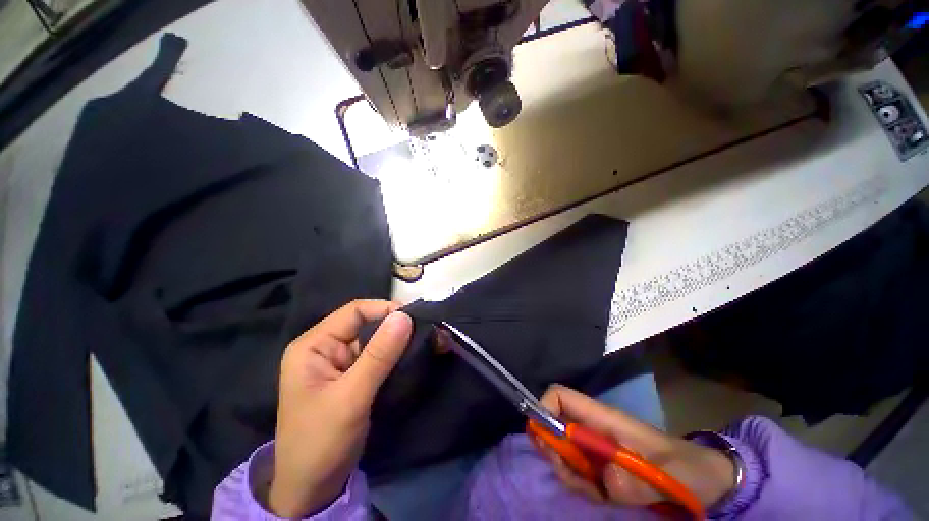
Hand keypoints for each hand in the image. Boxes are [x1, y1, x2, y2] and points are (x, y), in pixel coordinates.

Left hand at [268, 300, 412, 516]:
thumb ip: (379, 355)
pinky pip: (379, 357)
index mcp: (314, 345)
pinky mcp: (354, 376)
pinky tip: (414, 356)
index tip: (414, 317)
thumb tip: (405, 316)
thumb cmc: (321, 442)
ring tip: (427, 340)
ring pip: (376, 340)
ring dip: (400, 341)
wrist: (313, 489)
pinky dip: (397, 356)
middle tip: (426, 329)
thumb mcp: (351, 397)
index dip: (385, 309)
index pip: (354, 312)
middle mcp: (327, 347)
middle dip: (396, 326)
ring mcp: (342, 362)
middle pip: (367, 324)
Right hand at [538, 385, 735, 508]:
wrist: (702, 480)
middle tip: (576, 478)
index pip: (560, 396)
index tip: (545, 439)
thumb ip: (639, 479)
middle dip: (554, 451)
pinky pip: (575, 472)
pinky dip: (581, 486)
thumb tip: (607, 480)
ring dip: (569, 474)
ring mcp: (594, 447)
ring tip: (598, 493)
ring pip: (561, 451)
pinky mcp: (599, 465)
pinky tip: (603, 496)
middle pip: (553, 425)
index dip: (544, 408)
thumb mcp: (672, 475)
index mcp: (603, 417)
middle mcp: (592, 428)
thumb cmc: (687, 468)